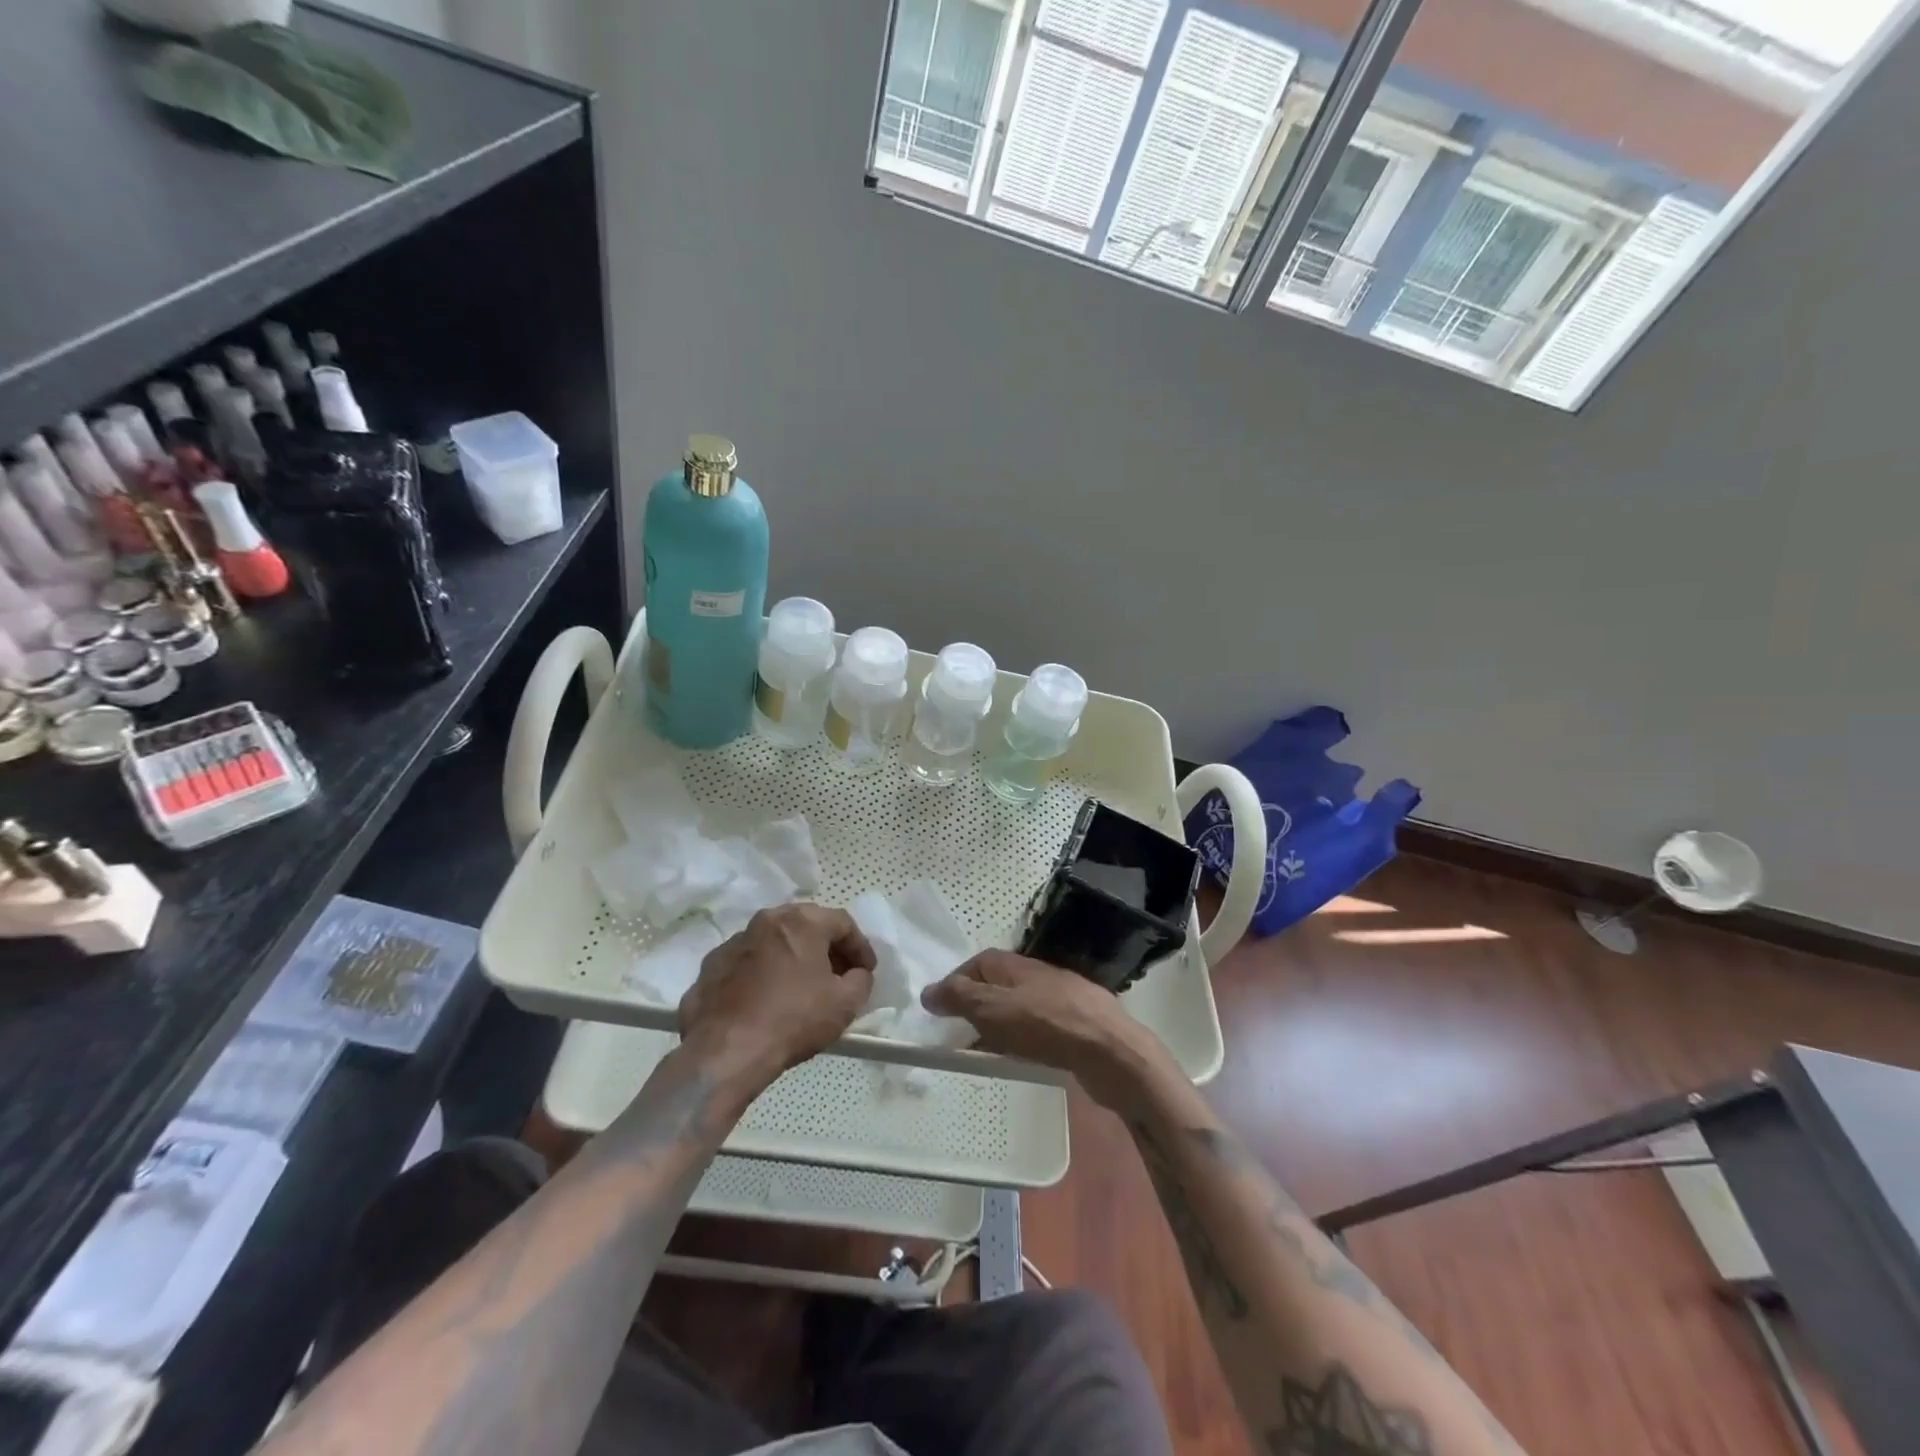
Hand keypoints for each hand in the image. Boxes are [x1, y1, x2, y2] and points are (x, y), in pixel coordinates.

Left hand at [678, 904, 875, 1093]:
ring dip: (791, 958)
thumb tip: (856, 974)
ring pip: (773, 942)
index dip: (860, 946)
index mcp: (800, 922)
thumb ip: (861, 980)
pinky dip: (761, 974)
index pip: (842, 923)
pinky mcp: (710, 967)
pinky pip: (746, 964)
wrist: (726, 1052)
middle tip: (838, 974)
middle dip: (826, 948)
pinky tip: (766, 1000)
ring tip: (801, 987)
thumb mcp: (845, 1004)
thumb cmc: (794, 1019)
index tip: (867, 971)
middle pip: (805, 925)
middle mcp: (766, 921)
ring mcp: (733, 943)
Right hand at [922, 951, 1174, 1109]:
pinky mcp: (1077, 1027)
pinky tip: (1020, 1059)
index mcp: (1016, 964)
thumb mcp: (992, 1009)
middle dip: (976, 1004)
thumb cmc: (1045, 1024)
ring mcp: (1062, 999)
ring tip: (982, 1050)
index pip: (978, 962)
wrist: (1110, 1050)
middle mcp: (1038, 975)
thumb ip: (959, 998)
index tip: (939, 1007)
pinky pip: (1039, 1029)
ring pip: (1019, 1007)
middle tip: (956, 1032)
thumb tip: (927, 991)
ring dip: (998, 1024)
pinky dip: (1021, 1040)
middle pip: (999, 984)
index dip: (956, 980)